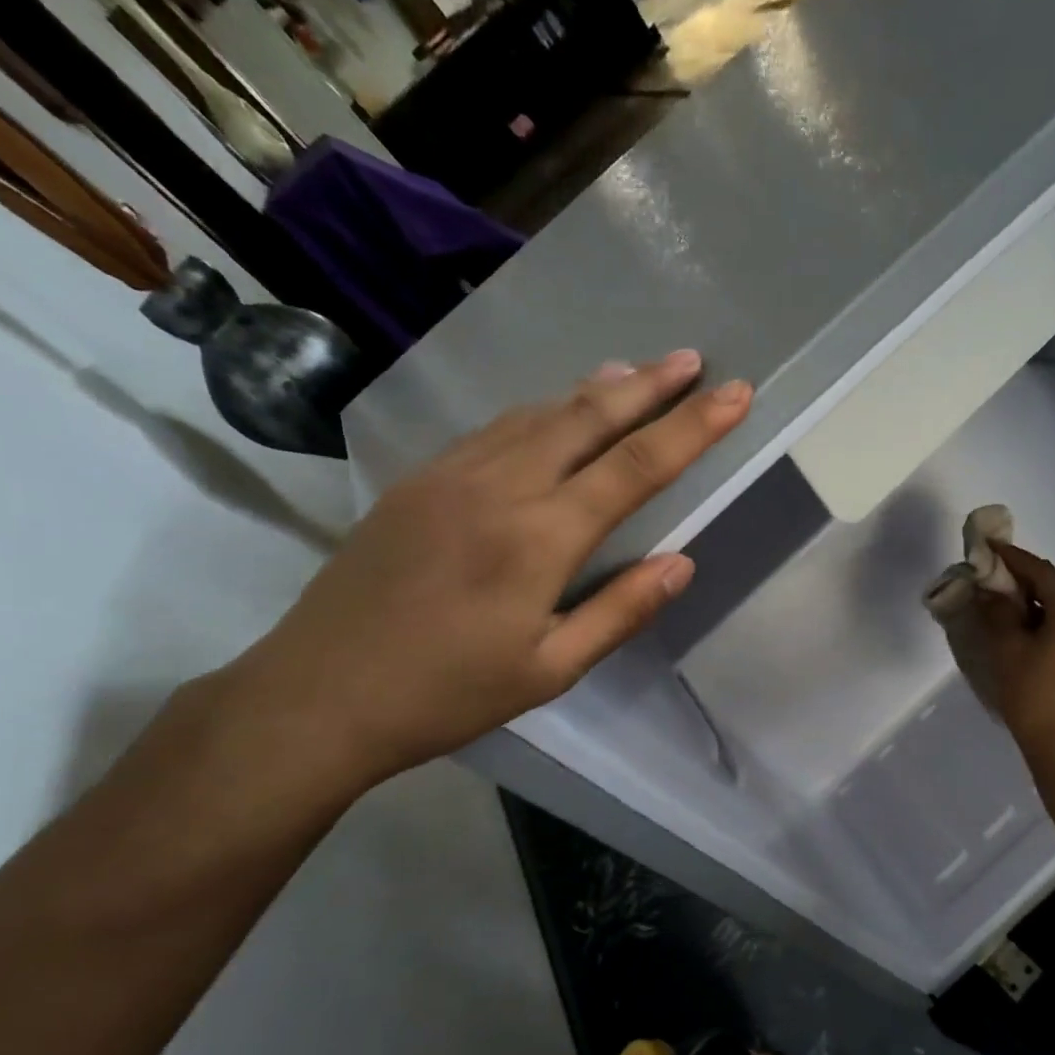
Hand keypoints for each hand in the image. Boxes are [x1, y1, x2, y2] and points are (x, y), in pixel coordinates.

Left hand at [221, 351, 750, 791]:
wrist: (319, 694)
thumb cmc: (446, 694)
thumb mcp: (549, 670)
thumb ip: (619, 611)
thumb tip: (682, 563)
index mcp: (540, 538)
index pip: (636, 467)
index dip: (693, 427)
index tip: (735, 393)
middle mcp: (500, 487)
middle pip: (588, 418)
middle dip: (649, 386)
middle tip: (691, 360)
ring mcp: (452, 475)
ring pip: (539, 414)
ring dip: (595, 390)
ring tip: (637, 372)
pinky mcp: (419, 480)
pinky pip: (497, 429)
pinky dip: (542, 411)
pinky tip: (556, 411)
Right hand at [977, 543, 1054, 756]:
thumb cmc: (1035, 694)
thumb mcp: (1008, 649)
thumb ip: (997, 614)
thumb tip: (989, 591)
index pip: (1040, 571)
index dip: (1011, 557)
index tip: (987, 547)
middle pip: (1053, 588)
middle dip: (1019, 581)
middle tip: (988, 578)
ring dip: (1030, 603)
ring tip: (999, 606)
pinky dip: (1042, 623)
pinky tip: (1020, 634)